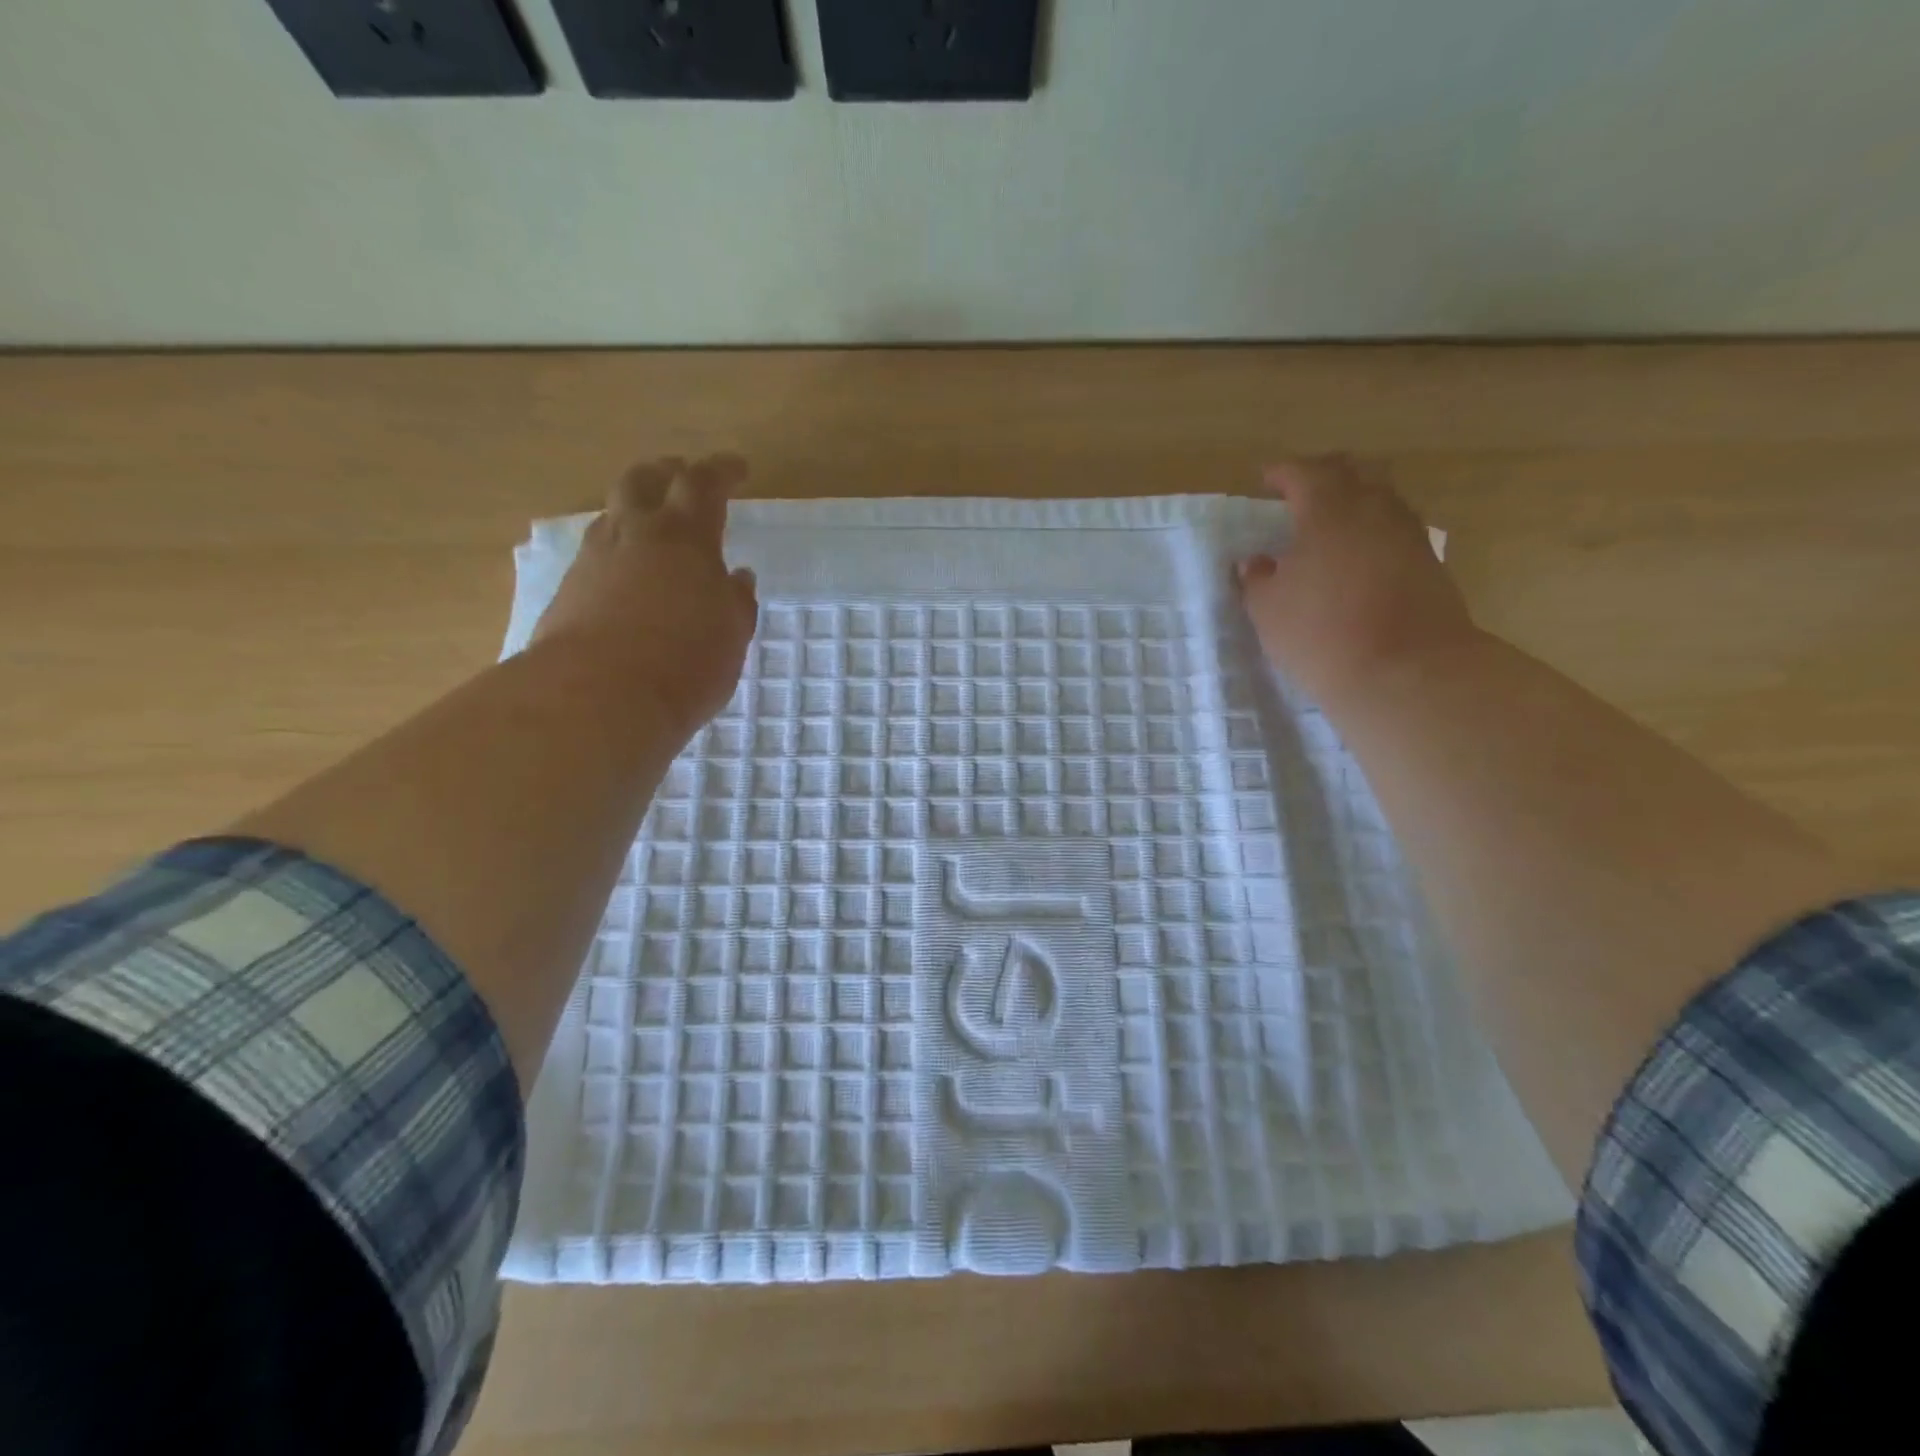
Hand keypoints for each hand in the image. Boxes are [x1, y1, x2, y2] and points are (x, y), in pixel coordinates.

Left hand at [533, 455, 758, 735]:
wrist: (599, 697)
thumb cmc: (685, 662)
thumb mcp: (732, 634)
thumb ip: (736, 601)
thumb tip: (735, 577)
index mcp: (685, 537)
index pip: (703, 483)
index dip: (722, 470)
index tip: (738, 468)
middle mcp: (635, 535)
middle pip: (643, 479)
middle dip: (666, 471)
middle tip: (681, 475)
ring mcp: (594, 559)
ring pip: (612, 514)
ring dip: (634, 510)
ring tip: (651, 526)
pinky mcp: (568, 590)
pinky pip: (595, 553)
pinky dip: (617, 551)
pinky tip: (626, 574)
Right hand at [1236, 455, 1475, 706]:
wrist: (1407, 672)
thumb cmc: (1321, 633)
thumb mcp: (1268, 609)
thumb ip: (1258, 579)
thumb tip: (1257, 562)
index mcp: (1329, 510)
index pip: (1304, 473)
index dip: (1283, 473)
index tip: (1266, 479)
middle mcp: (1374, 510)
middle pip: (1353, 474)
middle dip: (1325, 477)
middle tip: (1301, 495)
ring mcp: (1409, 535)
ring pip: (1380, 501)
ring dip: (1354, 506)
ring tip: (1330, 530)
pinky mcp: (1431, 565)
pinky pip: (1395, 533)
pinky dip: (1373, 536)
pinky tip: (1357, 560)